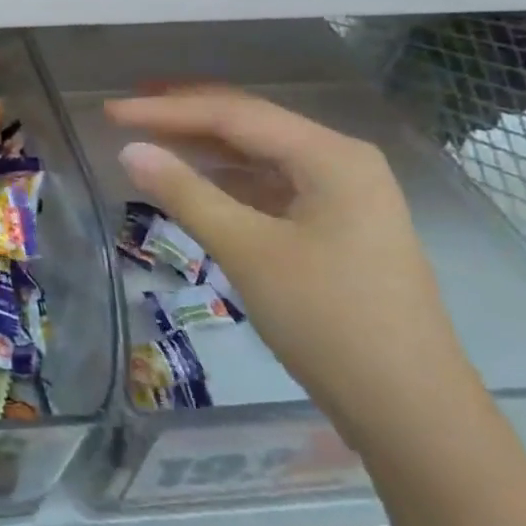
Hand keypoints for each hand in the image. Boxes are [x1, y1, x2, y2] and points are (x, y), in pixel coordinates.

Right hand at [108, 89, 486, 456]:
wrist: (414, 415)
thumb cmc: (330, 322)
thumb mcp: (248, 252)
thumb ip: (185, 194)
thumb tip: (129, 150)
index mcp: (330, 156)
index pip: (233, 114)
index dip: (166, 109)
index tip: (111, 112)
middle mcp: (341, 162)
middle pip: (249, 124)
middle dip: (185, 115)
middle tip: (126, 111)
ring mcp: (344, 195)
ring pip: (259, 155)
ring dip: (204, 146)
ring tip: (150, 139)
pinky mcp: (337, 227)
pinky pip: (270, 185)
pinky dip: (227, 180)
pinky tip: (195, 185)